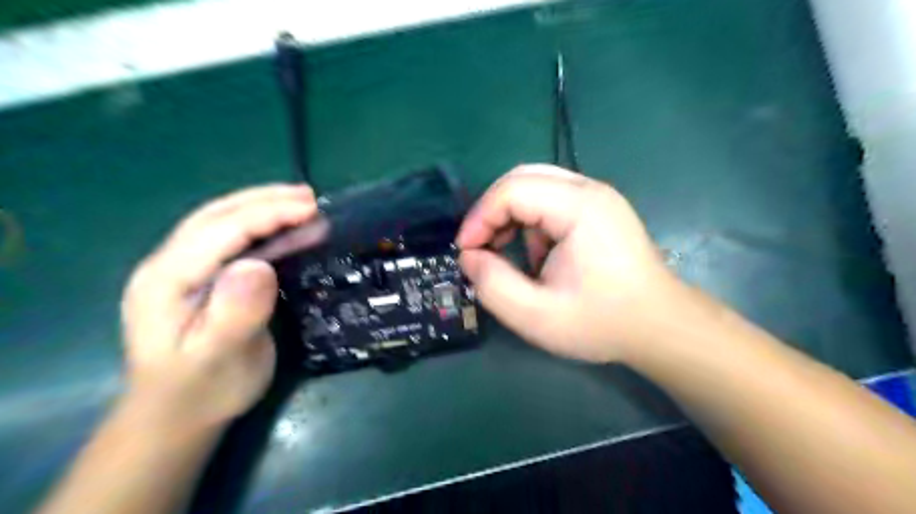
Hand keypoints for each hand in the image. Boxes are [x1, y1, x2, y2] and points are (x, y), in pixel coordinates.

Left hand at [120, 184, 316, 428]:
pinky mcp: (204, 279)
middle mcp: (170, 265)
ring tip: (303, 203)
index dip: (266, 214)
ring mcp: (185, 271)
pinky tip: (288, 229)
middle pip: (217, 217)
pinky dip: (265, 230)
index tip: (310, 208)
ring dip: (265, 209)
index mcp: (167, 280)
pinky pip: (234, 244)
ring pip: (224, 224)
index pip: (220, 231)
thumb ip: (235, 312)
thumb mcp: (219, 358)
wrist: (177, 417)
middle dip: (265, 201)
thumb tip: (260, 266)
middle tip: (310, 196)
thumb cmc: (201, 390)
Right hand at [459, 164, 678, 360]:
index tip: (466, 251)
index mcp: (579, 207)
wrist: (660, 327)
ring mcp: (598, 197)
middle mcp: (590, 190)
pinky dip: (532, 223)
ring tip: (510, 255)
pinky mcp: (599, 209)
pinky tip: (538, 256)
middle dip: (492, 212)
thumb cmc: (602, 322)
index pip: (512, 190)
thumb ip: (492, 284)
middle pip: (522, 178)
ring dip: (512, 217)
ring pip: (536, 186)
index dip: (479, 217)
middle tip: (481, 247)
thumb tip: (470, 257)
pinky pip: (552, 200)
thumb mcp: (536, 315)